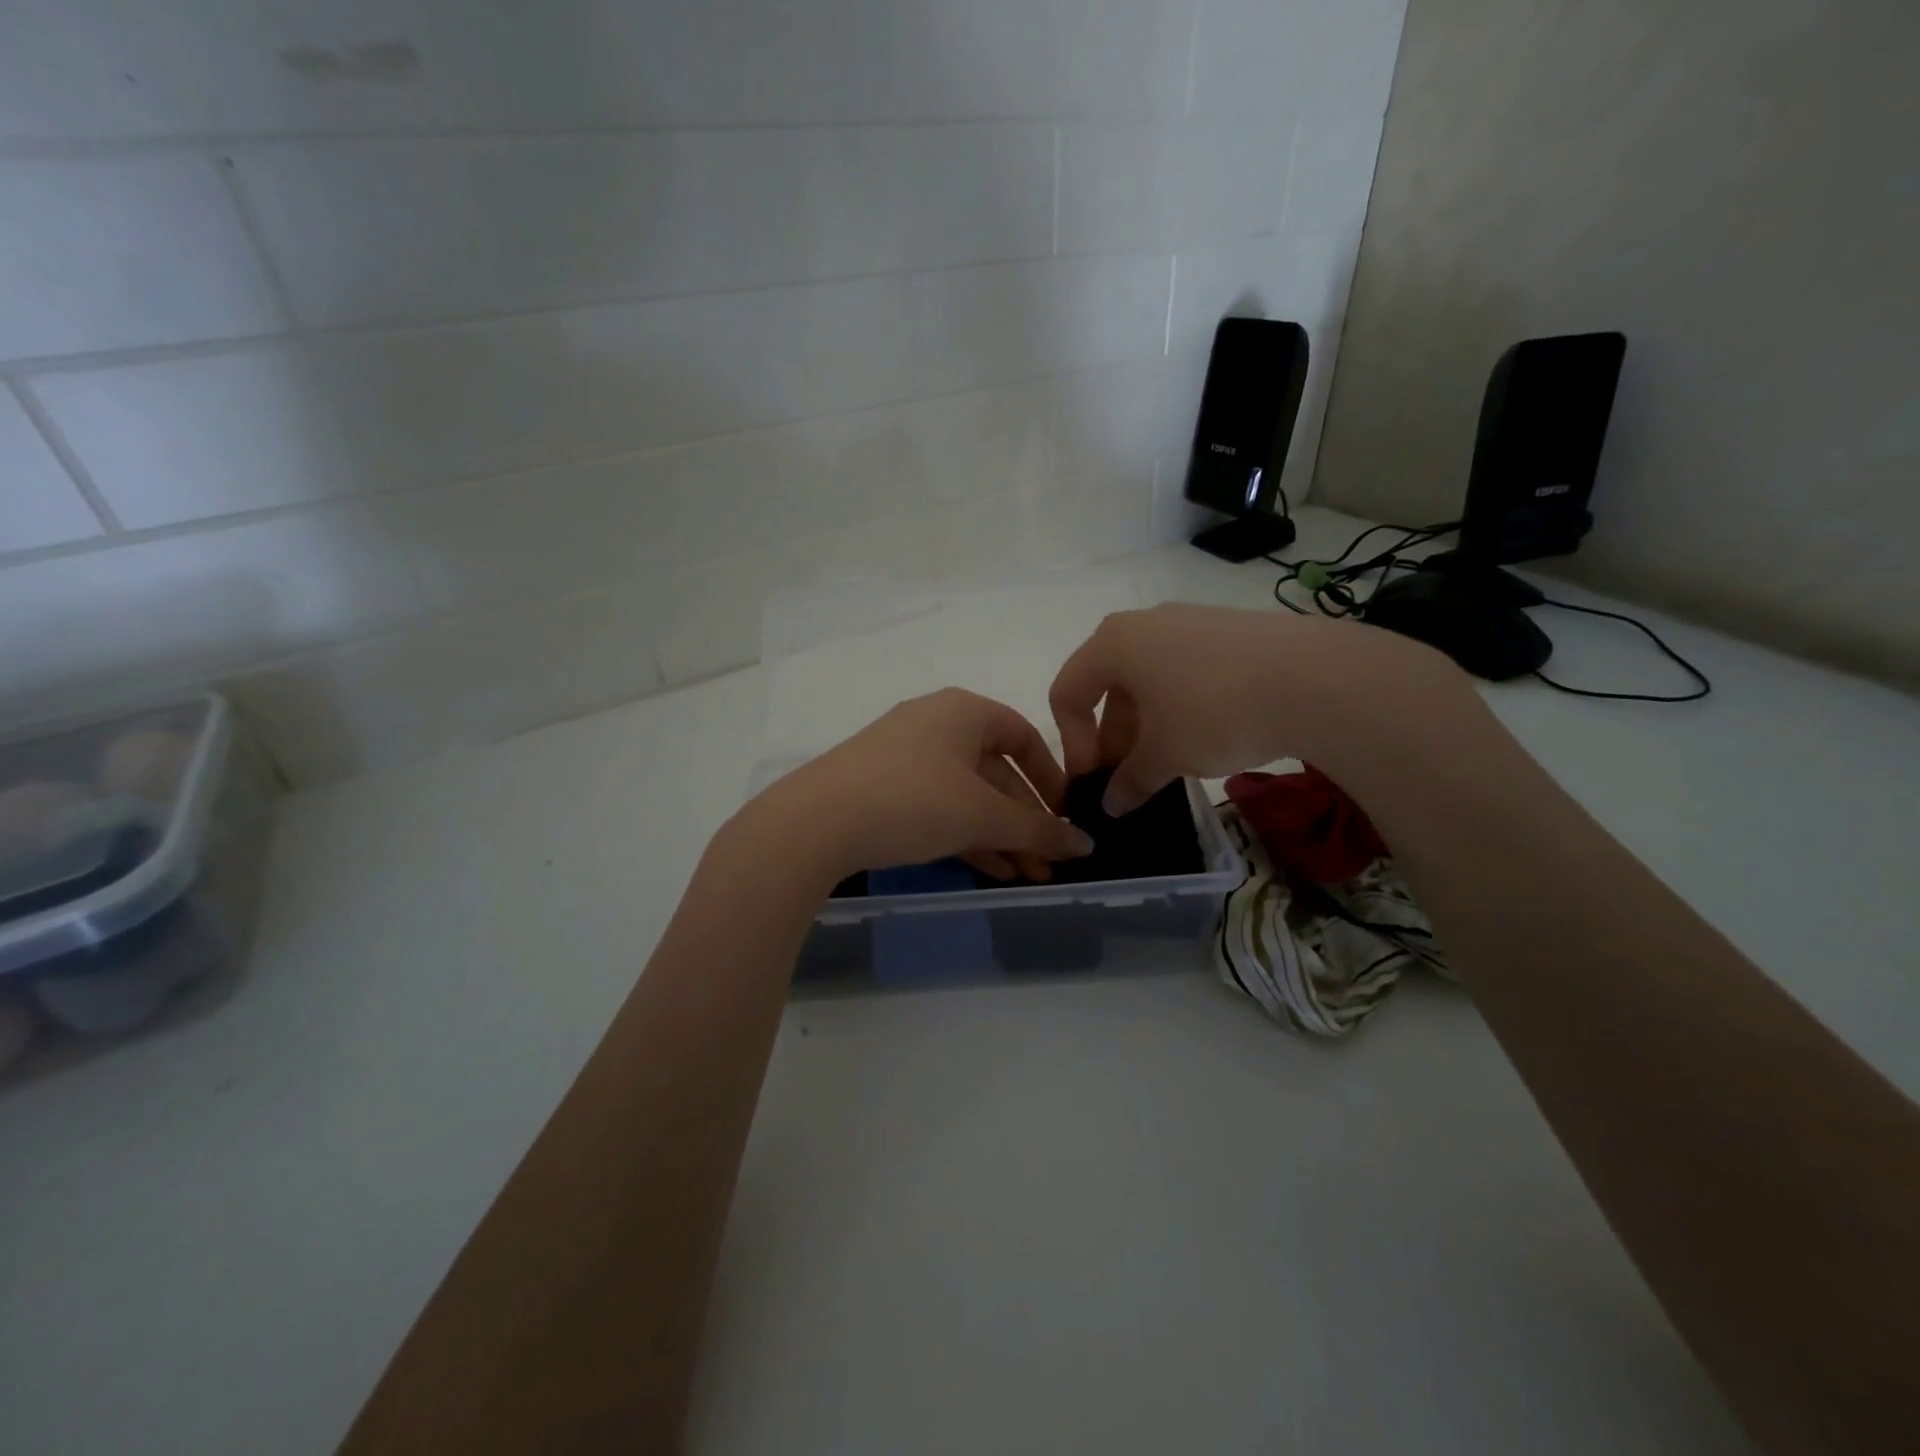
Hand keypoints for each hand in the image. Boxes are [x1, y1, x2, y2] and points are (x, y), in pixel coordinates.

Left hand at [739, 688, 1093, 886]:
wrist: (813, 824)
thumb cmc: (912, 801)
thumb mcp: (981, 816)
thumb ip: (1037, 830)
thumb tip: (1084, 846)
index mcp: (963, 711)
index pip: (1023, 737)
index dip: (1051, 777)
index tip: (1067, 817)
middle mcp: (934, 724)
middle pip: (995, 771)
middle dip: (1025, 820)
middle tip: (1049, 862)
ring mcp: (903, 756)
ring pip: (966, 795)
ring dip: (999, 835)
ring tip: (1026, 876)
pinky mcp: (881, 787)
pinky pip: (937, 807)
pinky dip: (966, 835)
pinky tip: (989, 870)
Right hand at [1049, 603, 1475, 814]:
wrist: (1316, 679)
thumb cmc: (1214, 713)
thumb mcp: (1165, 755)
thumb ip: (1130, 781)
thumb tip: (1112, 805)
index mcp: (1113, 643)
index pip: (1068, 692)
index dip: (1073, 742)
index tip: (1094, 780)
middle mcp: (1145, 623)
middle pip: (1108, 685)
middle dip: (1112, 737)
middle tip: (1130, 778)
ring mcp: (1190, 621)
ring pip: (1149, 679)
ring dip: (1145, 725)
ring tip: (1169, 763)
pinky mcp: (1229, 630)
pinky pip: (1185, 670)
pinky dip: (1179, 706)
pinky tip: (1205, 737)